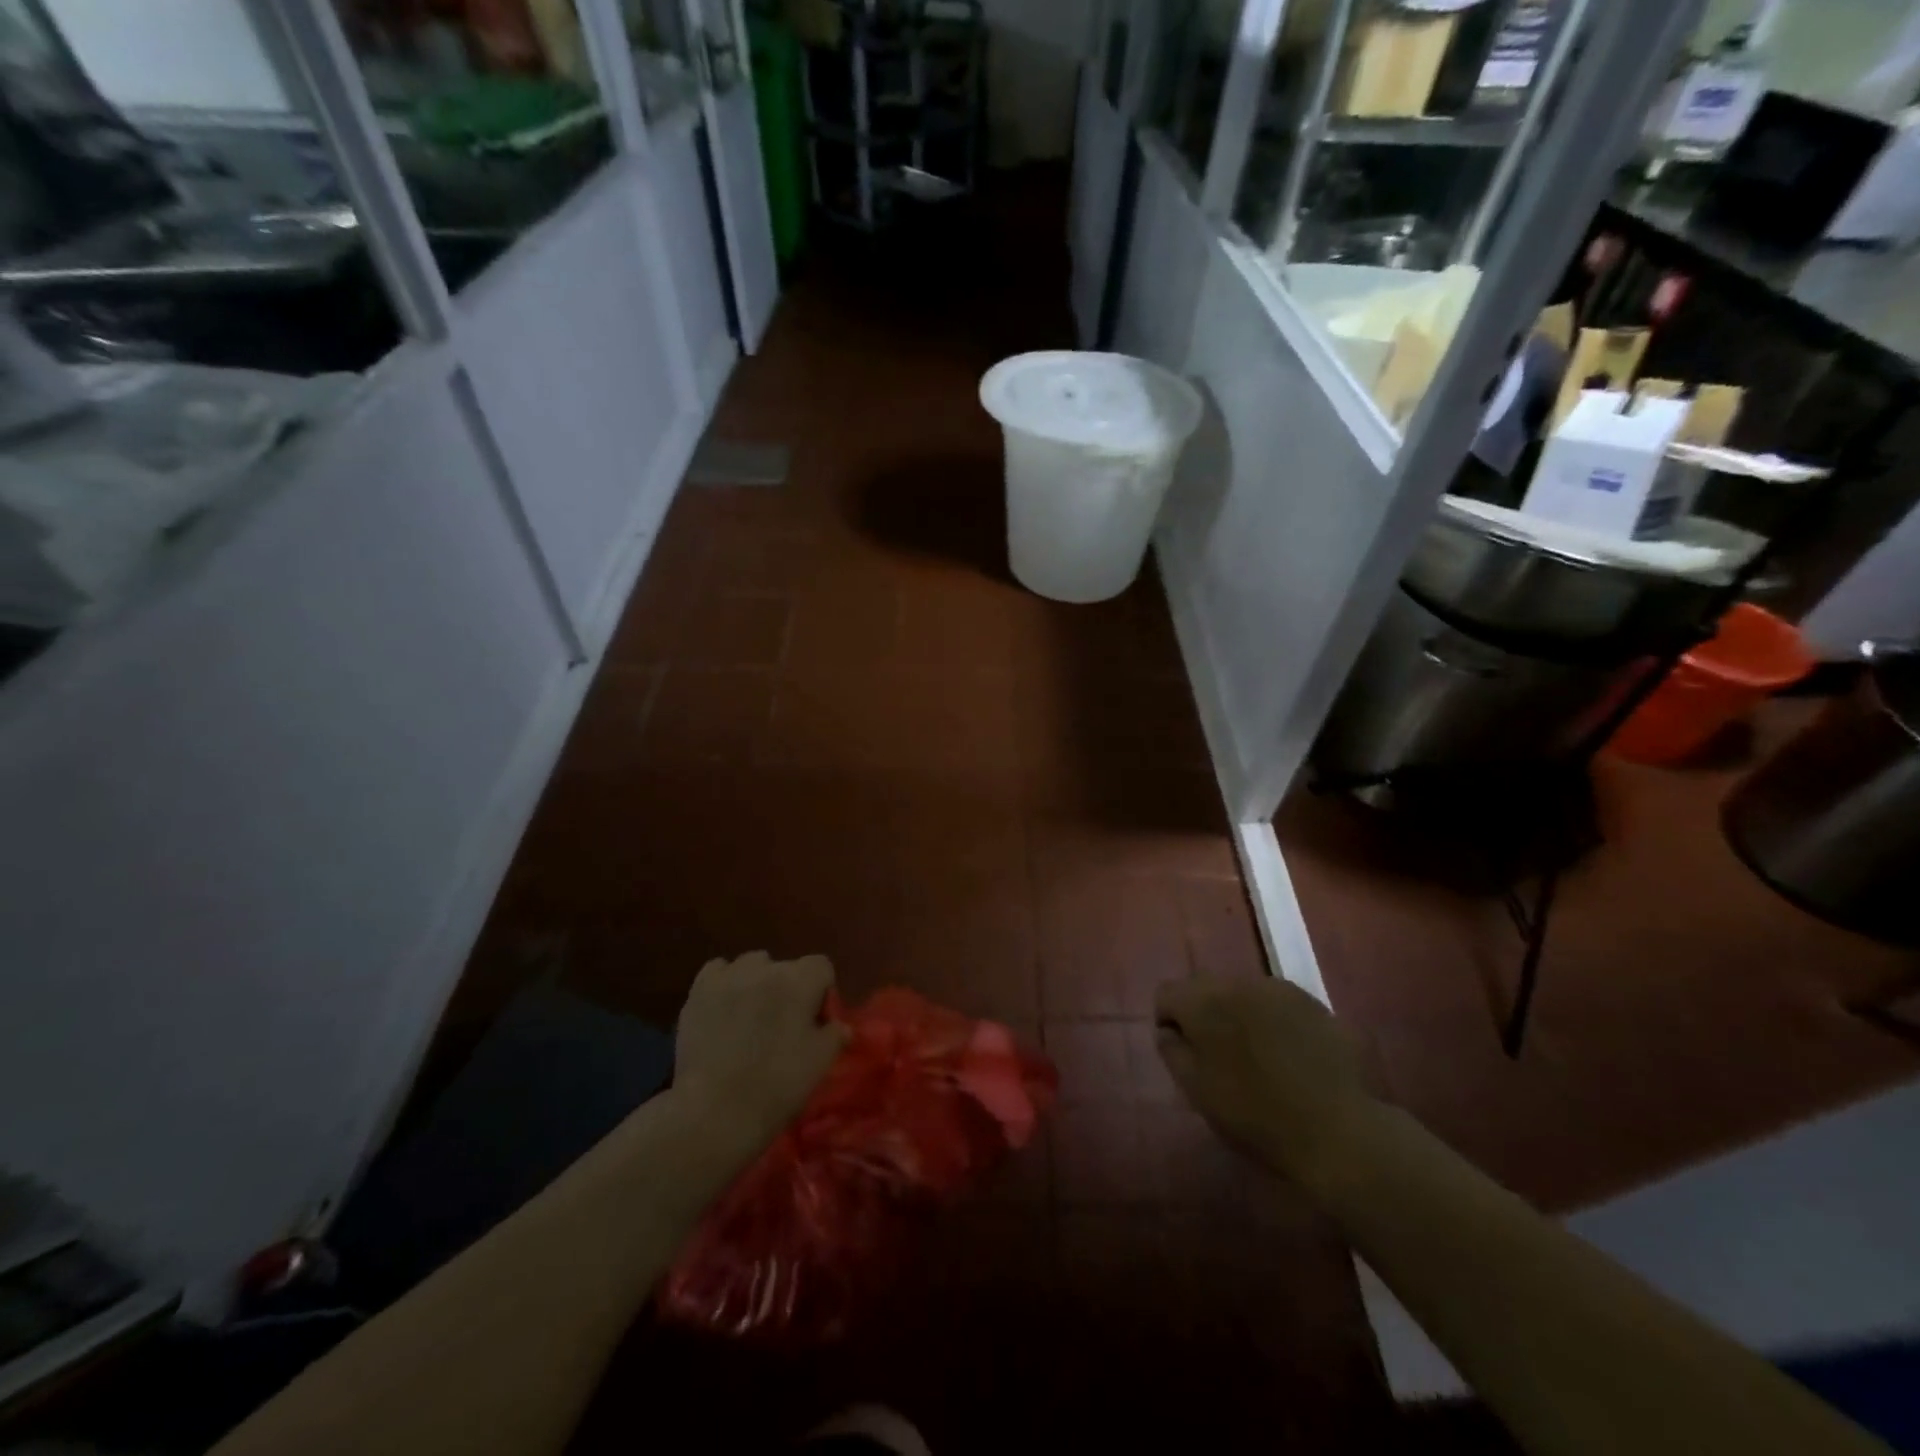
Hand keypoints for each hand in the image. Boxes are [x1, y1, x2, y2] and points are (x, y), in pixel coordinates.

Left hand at [674, 952, 849, 1148]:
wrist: (716, 1111)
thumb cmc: (777, 1085)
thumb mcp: (820, 1063)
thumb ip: (835, 1035)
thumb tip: (840, 1025)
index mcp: (801, 981)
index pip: (822, 967)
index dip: (821, 992)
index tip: (814, 1021)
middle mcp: (767, 967)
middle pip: (785, 966)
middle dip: (788, 988)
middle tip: (781, 1024)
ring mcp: (730, 976)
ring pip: (751, 965)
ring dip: (756, 983)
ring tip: (749, 1015)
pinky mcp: (699, 990)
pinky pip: (718, 970)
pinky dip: (724, 983)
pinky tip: (722, 1008)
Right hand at [1155, 975, 1381, 1193]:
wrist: (1336, 1131)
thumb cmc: (1255, 1115)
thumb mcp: (1197, 1091)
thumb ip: (1172, 1051)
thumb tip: (1169, 1030)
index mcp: (1204, 1002)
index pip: (1167, 993)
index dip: (1169, 1021)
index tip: (1183, 1052)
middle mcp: (1237, 983)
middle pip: (1204, 987)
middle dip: (1203, 1013)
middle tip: (1217, 1054)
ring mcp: (1278, 989)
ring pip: (1241, 992)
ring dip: (1237, 1013)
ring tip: (1255, 1054)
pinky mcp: (1312, 1002)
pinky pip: (1275, 1002)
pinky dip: (1270, 1020)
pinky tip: (1287, 1054)